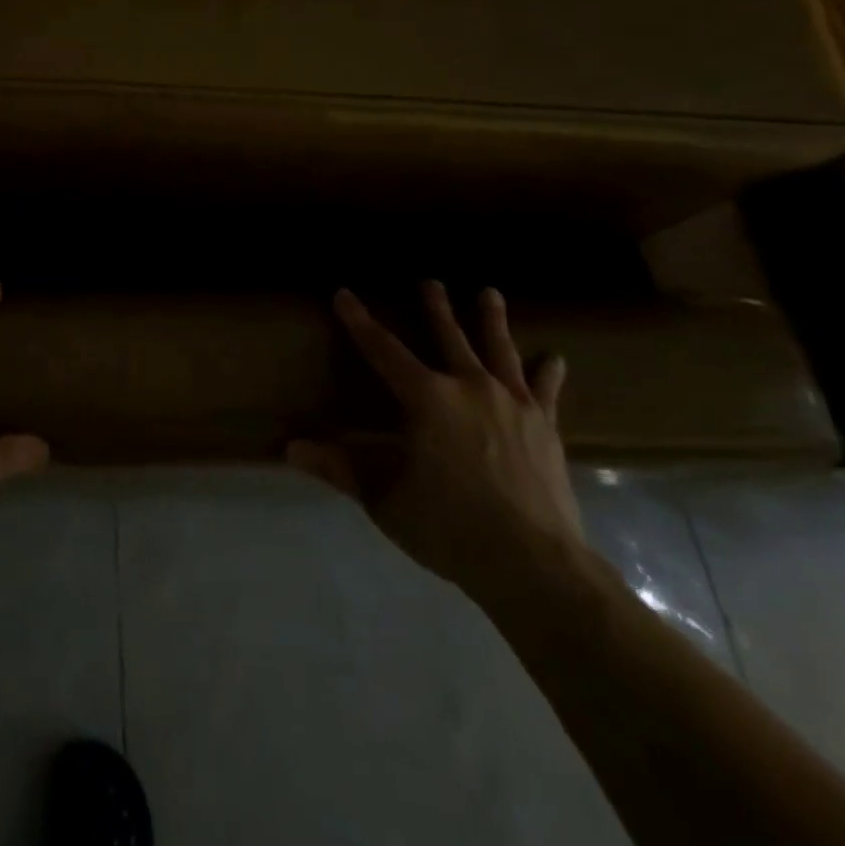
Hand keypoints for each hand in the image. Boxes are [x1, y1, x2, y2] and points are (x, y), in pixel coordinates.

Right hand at [287, 282, 582, 607]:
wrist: (534, 564)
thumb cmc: (448, 526)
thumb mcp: (383, 498)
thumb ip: (340, 468)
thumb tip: (290, 448)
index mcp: (426, 398)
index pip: (382, 349)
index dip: (359, 321)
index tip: (344, 294)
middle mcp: (469, 387)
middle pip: (448, 337)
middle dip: (435, 307)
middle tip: (430, 281)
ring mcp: (512, 404)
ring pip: (498, 350)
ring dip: (491, 320)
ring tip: (490, 293)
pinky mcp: (545, 428)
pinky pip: (544, 391)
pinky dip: (548, 373)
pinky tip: (554, 358)